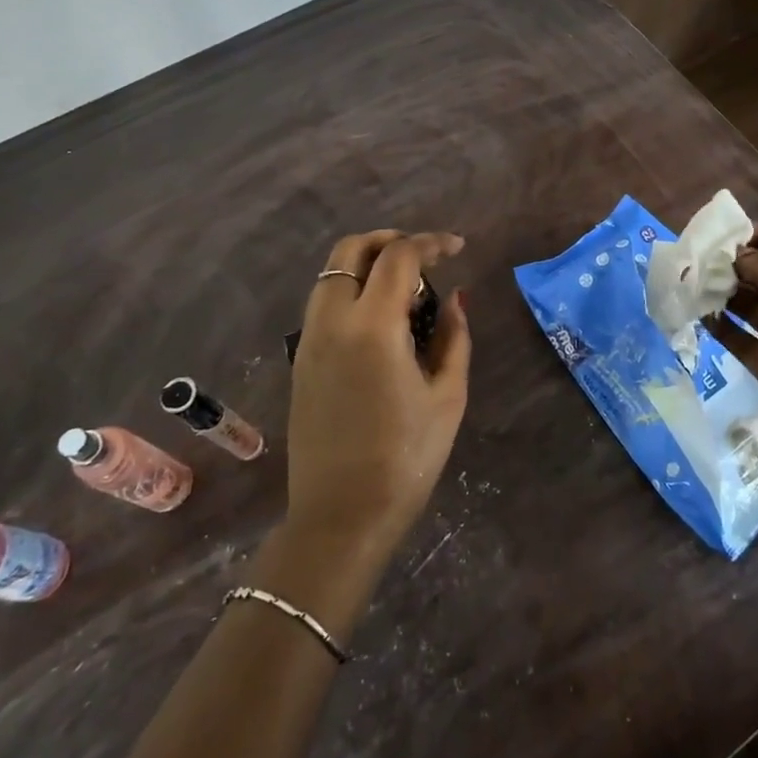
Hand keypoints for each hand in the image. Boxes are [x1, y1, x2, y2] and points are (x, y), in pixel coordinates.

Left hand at [287, 230, 470, 558]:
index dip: (430, 243)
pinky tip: (380, 318)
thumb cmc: (406, 458)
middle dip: (389, 241)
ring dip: (366, 264)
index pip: (399, 257)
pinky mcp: (300, 361)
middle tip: (423, 256)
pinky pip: (323, 303)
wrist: (341, 517)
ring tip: (405, 287)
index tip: (456, 248)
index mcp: (372, 326)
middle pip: (350, 250)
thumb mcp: (448, 396)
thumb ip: (455, 338)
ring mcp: (309, 340)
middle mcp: (331, 321)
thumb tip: (456, 299)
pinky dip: (350, 290)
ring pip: (330, 275)